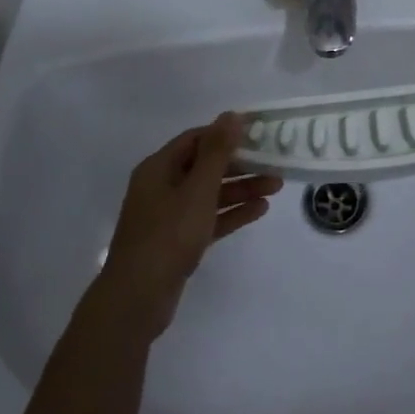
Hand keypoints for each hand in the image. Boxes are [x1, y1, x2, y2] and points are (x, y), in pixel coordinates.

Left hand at [98, 113, 282, 336]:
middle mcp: (161, 187)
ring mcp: (169, 216)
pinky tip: (260, 210)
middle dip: (240, 164)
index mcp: (158, 168)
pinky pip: (209, 218)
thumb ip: (217, 152)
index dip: (226, 134)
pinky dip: (232, 213)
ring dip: (241, 189)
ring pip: (210, 194)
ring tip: (276, 186)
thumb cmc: (168, 235)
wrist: (138, 298)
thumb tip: (231, 115)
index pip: (196, 139)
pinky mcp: (178, 241)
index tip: (258, 133)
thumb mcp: (197, 190)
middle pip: (205, 166)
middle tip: (274, 162)